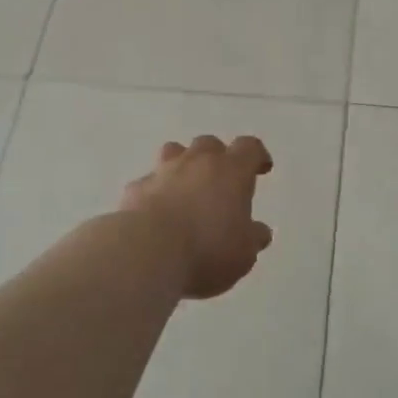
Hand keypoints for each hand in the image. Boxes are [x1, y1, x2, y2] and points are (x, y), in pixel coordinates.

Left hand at [119, 135, 274, 299]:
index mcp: (231, 171)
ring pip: (174, 152)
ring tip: (186, 188)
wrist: (147, 252)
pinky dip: (155, 192)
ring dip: (182, 165)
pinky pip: (149, 183)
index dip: (256, 156)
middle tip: (221, 181)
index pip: (249, 148)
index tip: (261, 168)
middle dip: (217, 157)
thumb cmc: (207, 250)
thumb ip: (253, 238)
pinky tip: (156, 213)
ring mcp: (163, 172)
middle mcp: (197, 162)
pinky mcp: (136, 189)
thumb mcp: (243, 253)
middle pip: (209, 144)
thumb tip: (259, 231)